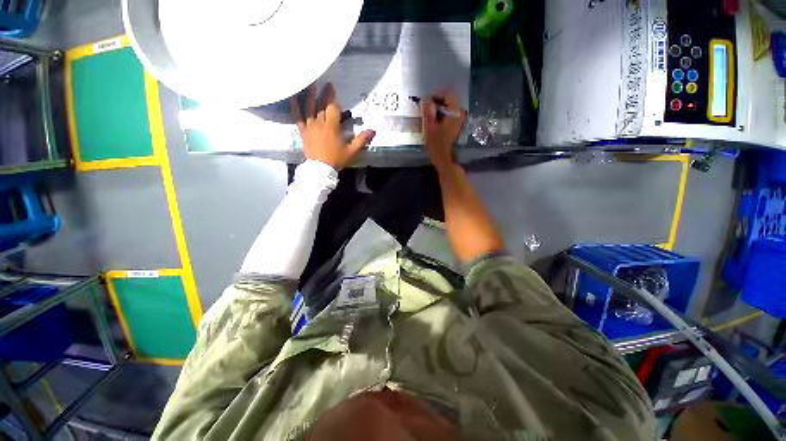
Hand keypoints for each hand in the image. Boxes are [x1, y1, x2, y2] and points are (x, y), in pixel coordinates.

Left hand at [291, 83, 374, 170]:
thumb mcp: (352, 151)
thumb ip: (361, 140)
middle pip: (321, 105)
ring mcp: (310, 126)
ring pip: (309, 107)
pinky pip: (297, 117)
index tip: (332, 86)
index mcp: (332, 127)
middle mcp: (320, 123)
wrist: (320, 169)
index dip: (332, 97)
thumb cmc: (337, 159)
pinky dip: (295, 107)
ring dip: (310, 95)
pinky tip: (294, 97)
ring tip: (310, 83)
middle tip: (325, 82)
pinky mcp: (303, 131)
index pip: (332, 108)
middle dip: (323, 93)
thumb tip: (373, 130)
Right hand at [421, 90, 465, 169]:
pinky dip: (440, 114)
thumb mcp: (429, 127)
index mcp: (455, 113)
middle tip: (426, 106)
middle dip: (437, 101)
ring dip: (438, 108)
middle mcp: (459, 114)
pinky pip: (448, 114)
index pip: (448, 95)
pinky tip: (433, 119)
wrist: (443, 158)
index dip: (437, 95)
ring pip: (448, 108)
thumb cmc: (436, 144)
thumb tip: (426, 99)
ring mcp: (458, 120)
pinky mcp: (455, 126)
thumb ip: (428, 112)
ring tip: (428, 113)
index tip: (427, 99)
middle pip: (448, 101)